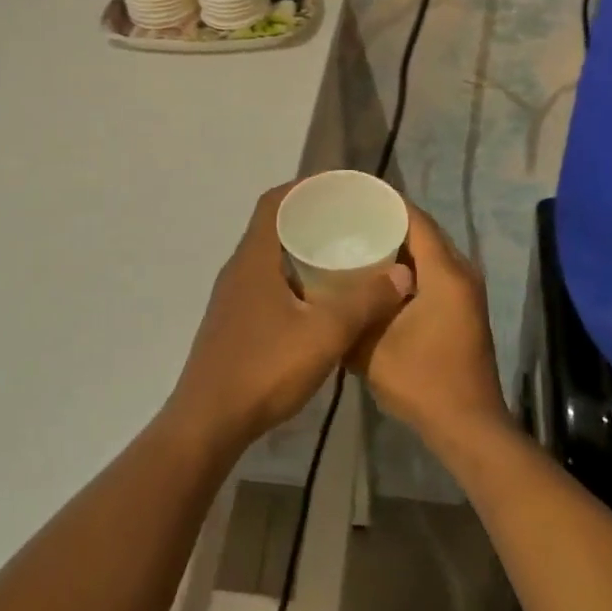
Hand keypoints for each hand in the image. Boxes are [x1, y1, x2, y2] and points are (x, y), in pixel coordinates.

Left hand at [166, 183, 412, 454]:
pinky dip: (292, 276)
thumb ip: (365, 302)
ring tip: (340, 253)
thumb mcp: (325, 334)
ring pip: (269, 256)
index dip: (304, 187)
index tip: (338, 188)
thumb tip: (403, 274)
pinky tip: (318, 298)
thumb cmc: (264, 369)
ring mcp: (232, 297)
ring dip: (300, 248)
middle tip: (349, 220)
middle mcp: (239, 269)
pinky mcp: (233, 322)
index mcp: (255, 258)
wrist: (208, 423)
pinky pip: (265, 281)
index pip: (274, 202)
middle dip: (310, 216)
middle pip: (273, 225)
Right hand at [349, 200, 512, 459]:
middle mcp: (461, 272)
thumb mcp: (372, 347)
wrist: (468, 427)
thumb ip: (350, 313)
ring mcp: (466, 290)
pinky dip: (409, 265)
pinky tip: (378, 275)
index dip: (385, 203)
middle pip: (423, 231)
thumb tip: (323, 288)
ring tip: (358, 239)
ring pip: (430, 251)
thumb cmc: (422, 382)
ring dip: (399, 244)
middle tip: (348, 217)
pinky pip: (434, 270)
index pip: (414, 219)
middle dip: (388, 221)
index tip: (351, 196)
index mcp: (445, 273)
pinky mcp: (463, 307)